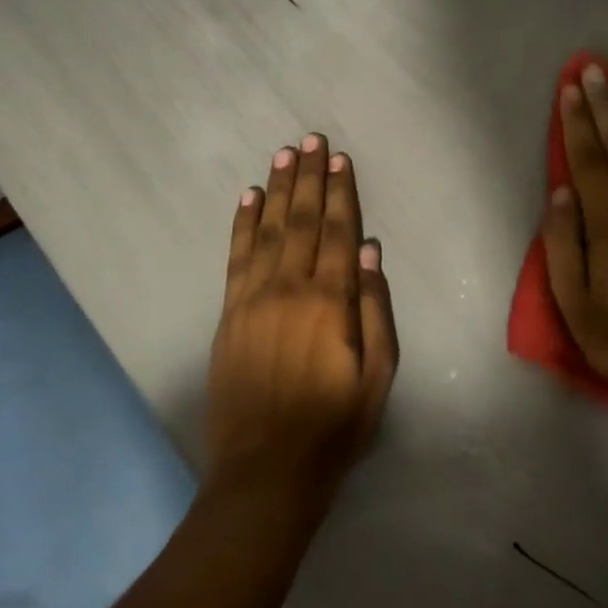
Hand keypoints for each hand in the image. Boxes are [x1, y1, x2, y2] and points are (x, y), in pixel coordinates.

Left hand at [207, 134, 398, 503]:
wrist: (267, 468)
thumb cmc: (334, 425)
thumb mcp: (378, 375)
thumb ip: (376, 309)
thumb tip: (371, 250)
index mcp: (331, 301)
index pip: (338, 232)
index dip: (341, 193)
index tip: (340, 159)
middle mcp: (291, 288)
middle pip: (302, 220)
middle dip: (309, 178)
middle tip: (311, 140)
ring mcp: (254, 298)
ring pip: (269, 230)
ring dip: (278, 189)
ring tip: (285, 154)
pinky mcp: (230, 313)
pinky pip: (236, 256)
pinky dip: (242, 223)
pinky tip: (249, 197)